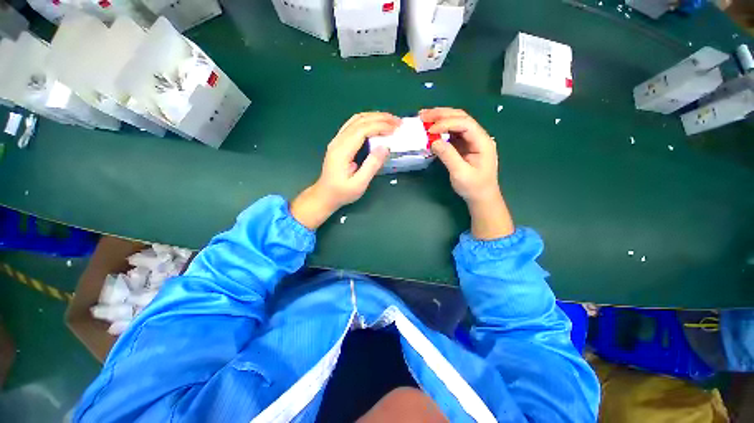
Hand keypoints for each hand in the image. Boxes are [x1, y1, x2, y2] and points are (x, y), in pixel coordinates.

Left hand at [291, 112, 399, 229]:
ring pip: (356, 120)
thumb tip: (385, 147)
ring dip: (374, 117)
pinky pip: (353, 125)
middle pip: (360, 121)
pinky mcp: (339, 143)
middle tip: (398, 122)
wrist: (325, 195)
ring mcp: (337, 140)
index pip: (362, 130)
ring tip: (390, 121)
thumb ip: (372, 166)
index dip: (380, 126)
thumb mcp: (359, 184)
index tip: (395, 129)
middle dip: (381, 118)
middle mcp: (338, 141)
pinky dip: (367, 121)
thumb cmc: (342, 192)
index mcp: (342, 151)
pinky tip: (376, 124)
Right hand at [420, 108, 513, 239]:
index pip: (465, 124)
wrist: (481, 196)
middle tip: (423, 115)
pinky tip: (430, 129)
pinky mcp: (464, 145)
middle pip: (461, 117)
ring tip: (424, 117)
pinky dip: (440, 129)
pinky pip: (452, 132)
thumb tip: (434, 141)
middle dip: (441, 114)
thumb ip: (448, 156)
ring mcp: (471, 140)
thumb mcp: (460, 173)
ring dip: (440, 118)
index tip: (430, 130)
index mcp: (482, 141)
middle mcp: (478, 136)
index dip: (447, 123)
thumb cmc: (473, 187)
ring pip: (456, 122)